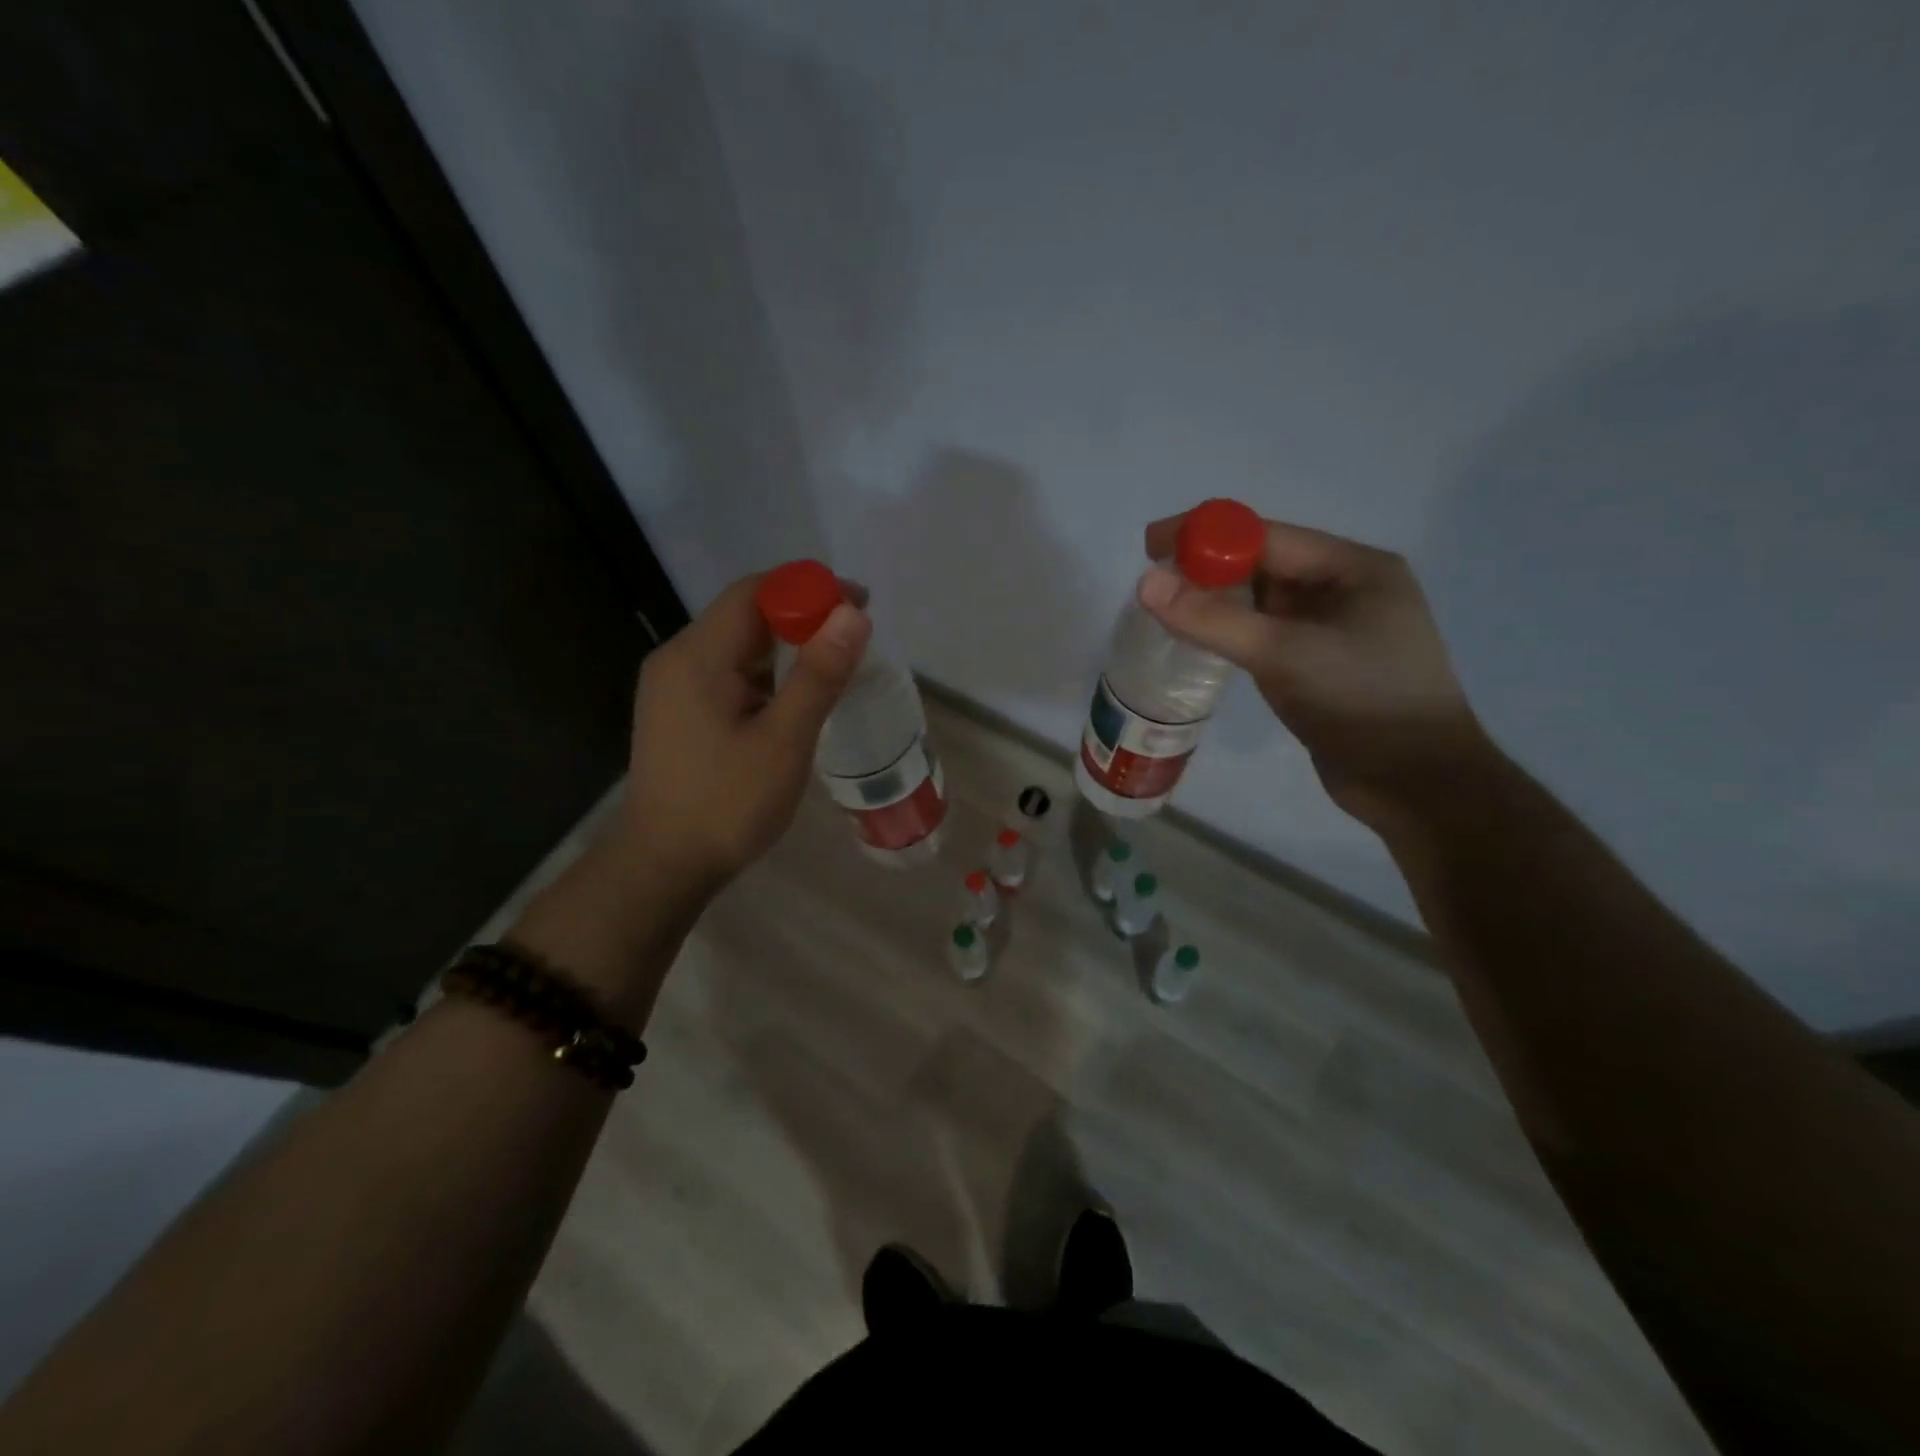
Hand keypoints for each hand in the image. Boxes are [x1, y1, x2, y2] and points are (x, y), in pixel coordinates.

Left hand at [613, 571, 871, 896]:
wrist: (664, 866)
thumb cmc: (727, 805)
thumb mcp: (784, 741)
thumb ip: (818, 675)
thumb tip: (852, 615)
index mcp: (697, 657)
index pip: (754, 592)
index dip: (808, 588)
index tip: (859, 605)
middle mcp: (678, 659)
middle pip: (744, 614)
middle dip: (801, 616)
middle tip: (854, 639)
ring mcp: (673, 686)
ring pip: (737, 645)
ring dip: (785, 647)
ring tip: (833, 668)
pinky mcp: (678, 711)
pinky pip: (728, 673)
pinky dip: (766, 673)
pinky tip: (793, 699)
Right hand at [1140, 510, 1491, 833]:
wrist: (1415, 782)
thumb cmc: (1359, 700)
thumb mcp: (1284, 653)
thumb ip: (1213, 618)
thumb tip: (1146, 583)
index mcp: (1352, 567)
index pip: (1265, 536)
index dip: (1204, 535)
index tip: (1150, 545)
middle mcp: (1345, 589)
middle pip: (1262, 564)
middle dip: (1206, 569)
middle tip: (1152, 583)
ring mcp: (1334, 629)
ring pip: (1262, 602)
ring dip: (1216, 602)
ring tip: (1165, 611)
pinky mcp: (1320, 665)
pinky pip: (1266, 634)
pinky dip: (1232, 632)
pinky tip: (1201, 641)